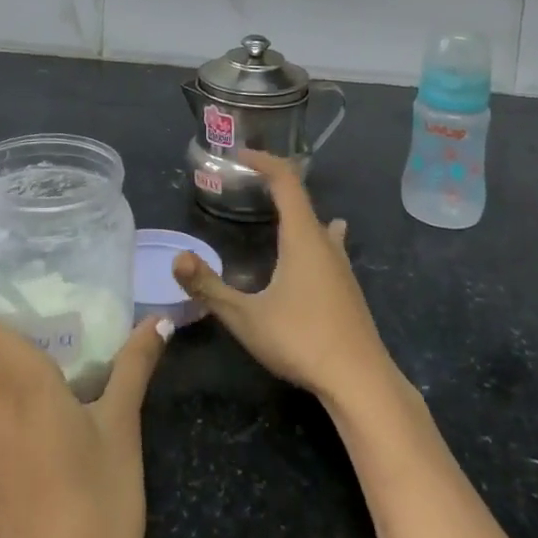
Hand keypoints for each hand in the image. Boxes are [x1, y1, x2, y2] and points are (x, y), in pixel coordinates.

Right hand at [173, 151, 395, 406]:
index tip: (240, 155)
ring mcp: (342, 266)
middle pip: (302, 198)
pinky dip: (312, 235)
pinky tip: (314, 252)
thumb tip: (177, 258)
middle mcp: (325, 242)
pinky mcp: (348, 288)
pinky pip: (328, 245)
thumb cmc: (302, 340)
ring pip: (319, 223)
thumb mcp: (246, 317)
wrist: (361, 382)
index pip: (286, 180)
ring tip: (279, 208)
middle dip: (276, 183)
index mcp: (302, 236)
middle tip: (248, 182)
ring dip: (297, 210)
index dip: (264, 161)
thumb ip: (209, 288)